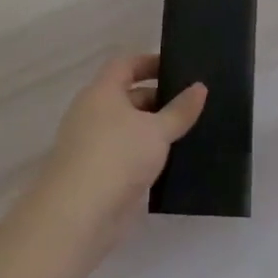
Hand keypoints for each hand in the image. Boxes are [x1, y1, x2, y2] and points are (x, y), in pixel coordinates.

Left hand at [34, 54, 205, 252]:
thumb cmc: (117, 157)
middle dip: (159, 98)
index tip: (178, 68)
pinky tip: (172, 161)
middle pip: (128, 96)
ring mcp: (93, 145)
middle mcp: (93, 113)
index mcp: (102, 92)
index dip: (150, 62)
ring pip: (129, 128)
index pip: (125, 64)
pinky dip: (146, 154)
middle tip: (193, 104)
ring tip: (189, 130)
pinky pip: (127, 154)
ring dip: (154, 129)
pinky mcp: (98, 174)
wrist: (78, 215)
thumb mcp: (157, 130)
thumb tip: (200, 87)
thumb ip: (180, 110)